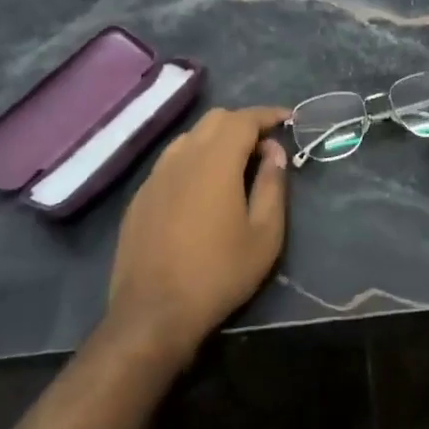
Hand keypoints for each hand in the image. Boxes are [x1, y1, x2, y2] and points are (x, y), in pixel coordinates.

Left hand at [105, 106, 290, 363]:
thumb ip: (272, 185)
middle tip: (265, 148)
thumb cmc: (218, 274)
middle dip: (243, 124)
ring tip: (234, 166)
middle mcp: (181, 157)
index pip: (244, 119)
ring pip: (189, 137)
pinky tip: (201, 191)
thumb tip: (274, 152)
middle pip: (214, 119)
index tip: (288, 120)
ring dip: (216, 140)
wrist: (152, 314)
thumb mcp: (264, 235)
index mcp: (215, 161)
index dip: (268, 115)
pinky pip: (171, 162)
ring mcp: (155, 176)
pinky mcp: (140, 197)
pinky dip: (193, 160)